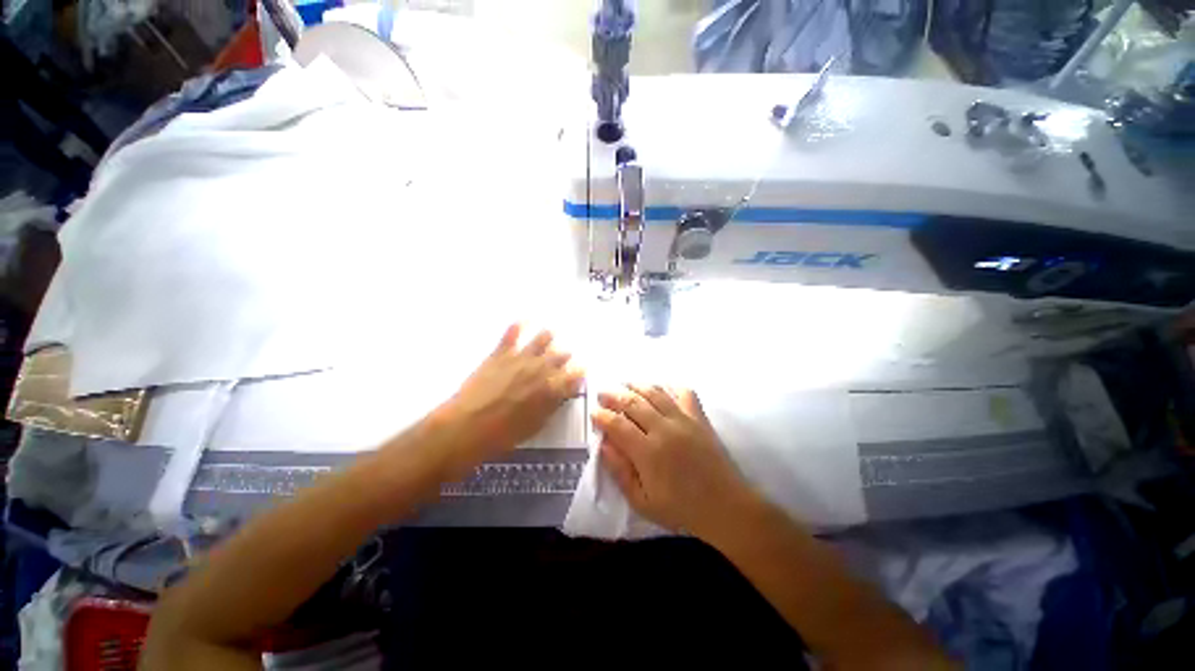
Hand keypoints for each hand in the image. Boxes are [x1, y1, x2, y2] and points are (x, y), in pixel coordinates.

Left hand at [437, 324, 582, 466]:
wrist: (468, 426)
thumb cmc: (504, 434)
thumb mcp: (535, 426)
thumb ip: (551, 407)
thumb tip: (559, 397)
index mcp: (552, 389)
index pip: (573, 377)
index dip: (578, 374)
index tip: (580, 371)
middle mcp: (541, 369)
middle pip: (559, 357)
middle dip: (564, 356)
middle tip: (566, 353)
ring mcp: (520, 359)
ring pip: (539, 341)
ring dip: (546, 337)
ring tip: (549, 333)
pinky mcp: (500, 354)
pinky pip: (510, 336)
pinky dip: (516, 328)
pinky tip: (520, 321)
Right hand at [592, 385, 754, 539]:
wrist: (725, 507)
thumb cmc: (681, 509)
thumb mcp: (642, 501)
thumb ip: (620, 472)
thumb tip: (604, 444)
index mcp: (648, 452)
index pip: (617, 425)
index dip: (602, 416)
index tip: (593, 412)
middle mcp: (664, 429)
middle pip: (633, 403)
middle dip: (614, 396)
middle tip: (603, 393)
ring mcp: (684, 420)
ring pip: (655, 393)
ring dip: (637, 386)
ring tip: (625, 383)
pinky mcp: (699, 418)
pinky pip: (684, 393)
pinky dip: (671, 387)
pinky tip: (662, 388)